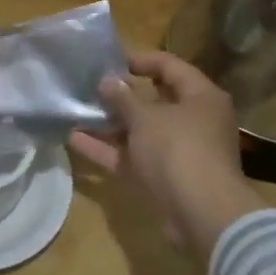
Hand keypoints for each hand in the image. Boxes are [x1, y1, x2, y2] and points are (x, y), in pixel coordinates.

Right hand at [68, 51, 262, 268]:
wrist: (201, 214)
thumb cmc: (178, 150)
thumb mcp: (146, 117)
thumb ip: (123, 97)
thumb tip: (107, 81)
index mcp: (201, 97)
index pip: (170, 66)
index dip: (140, 60)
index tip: (109, 60)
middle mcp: (193, 121)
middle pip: (154, 100)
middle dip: (120, 95)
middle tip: (89, 86)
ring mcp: (177, 151)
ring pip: (139, 131)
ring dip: (109, 123)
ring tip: (75, 110)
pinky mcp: (162, 177)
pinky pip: (131, 157)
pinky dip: (107, 149)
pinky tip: (74, 139)